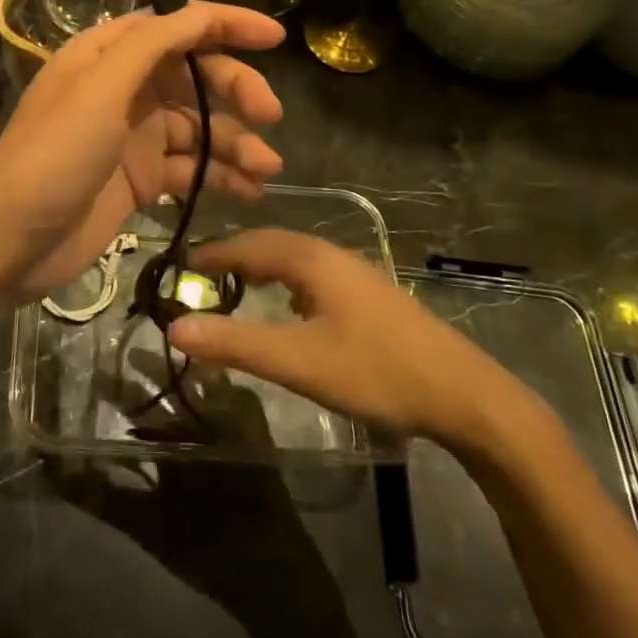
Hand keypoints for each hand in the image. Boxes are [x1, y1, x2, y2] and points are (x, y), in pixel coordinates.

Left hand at [0, 3, 286, 298]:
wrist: (9, 239)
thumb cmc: (53, 154)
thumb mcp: (100, 88)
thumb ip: (151, 46)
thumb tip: (200, 13)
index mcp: (108, 55)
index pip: (176, 26)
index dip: (225, 25)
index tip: (275, 38)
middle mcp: (123, 89)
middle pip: (194, 76)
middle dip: (236, 90)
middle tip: (270, 116)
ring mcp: (132, 137)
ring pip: (198, 127)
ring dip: (235, 142)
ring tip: (266, 169)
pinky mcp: (139, 180)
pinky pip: (190, 168)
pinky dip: (219, 176)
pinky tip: (247, 191)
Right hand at [168, 230, 540, 453]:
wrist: (463, 394)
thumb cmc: (375, 370)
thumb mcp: (297, 361)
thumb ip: (235, 343)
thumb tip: (174, 326)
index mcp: (310, 258)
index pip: (245, 244)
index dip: (210, 255)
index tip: (178, 268)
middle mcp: (330, 254)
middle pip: (269, 244)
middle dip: (232, 256)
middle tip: (199, 278)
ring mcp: (354, 272)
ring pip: (293, 257)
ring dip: (259, 266)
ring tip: (234, 287)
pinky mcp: (369, 294)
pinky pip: (311, 273)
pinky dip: (284, 280)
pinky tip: (287, 305)